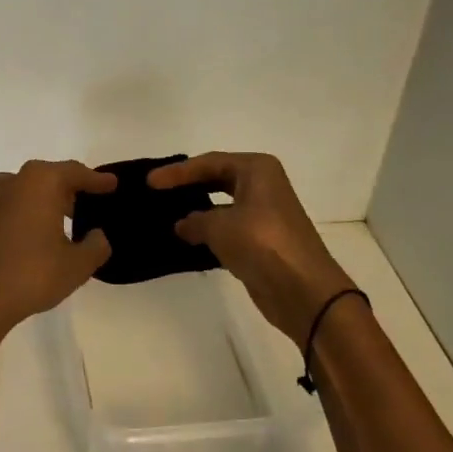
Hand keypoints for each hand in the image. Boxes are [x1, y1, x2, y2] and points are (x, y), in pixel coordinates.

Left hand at [0, 160, 116, 338]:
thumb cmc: (32, 275)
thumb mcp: (78, 265)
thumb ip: (96, 246)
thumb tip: (97, 236)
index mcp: (39, 183)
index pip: (74, 172)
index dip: (95, 179)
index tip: (111, 184)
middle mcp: (10, 183)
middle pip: (45, 178)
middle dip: (66, 189)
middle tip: (83, 206)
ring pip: (19, 192)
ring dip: (38, 201)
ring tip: (53, 222)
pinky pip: (1, 211)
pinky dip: (16, 217)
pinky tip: (23, 238)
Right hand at [150, 152, 356, 343]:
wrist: (302, 289)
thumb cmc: (261, 243)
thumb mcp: (219, 226)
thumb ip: (195, 221)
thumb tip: (182, 224)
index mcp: (257, 170)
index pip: (210, 162)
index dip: (178, 172)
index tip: (150, 181)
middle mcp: (263, 185)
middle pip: (217, 178)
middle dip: (189, 185)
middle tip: (158, 192)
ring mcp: (264, 213)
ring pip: (223, 204)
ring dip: (198, 210)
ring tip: (166, 214)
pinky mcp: (262, 240)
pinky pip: (228, 227)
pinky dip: (209, 231)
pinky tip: (187, 238)